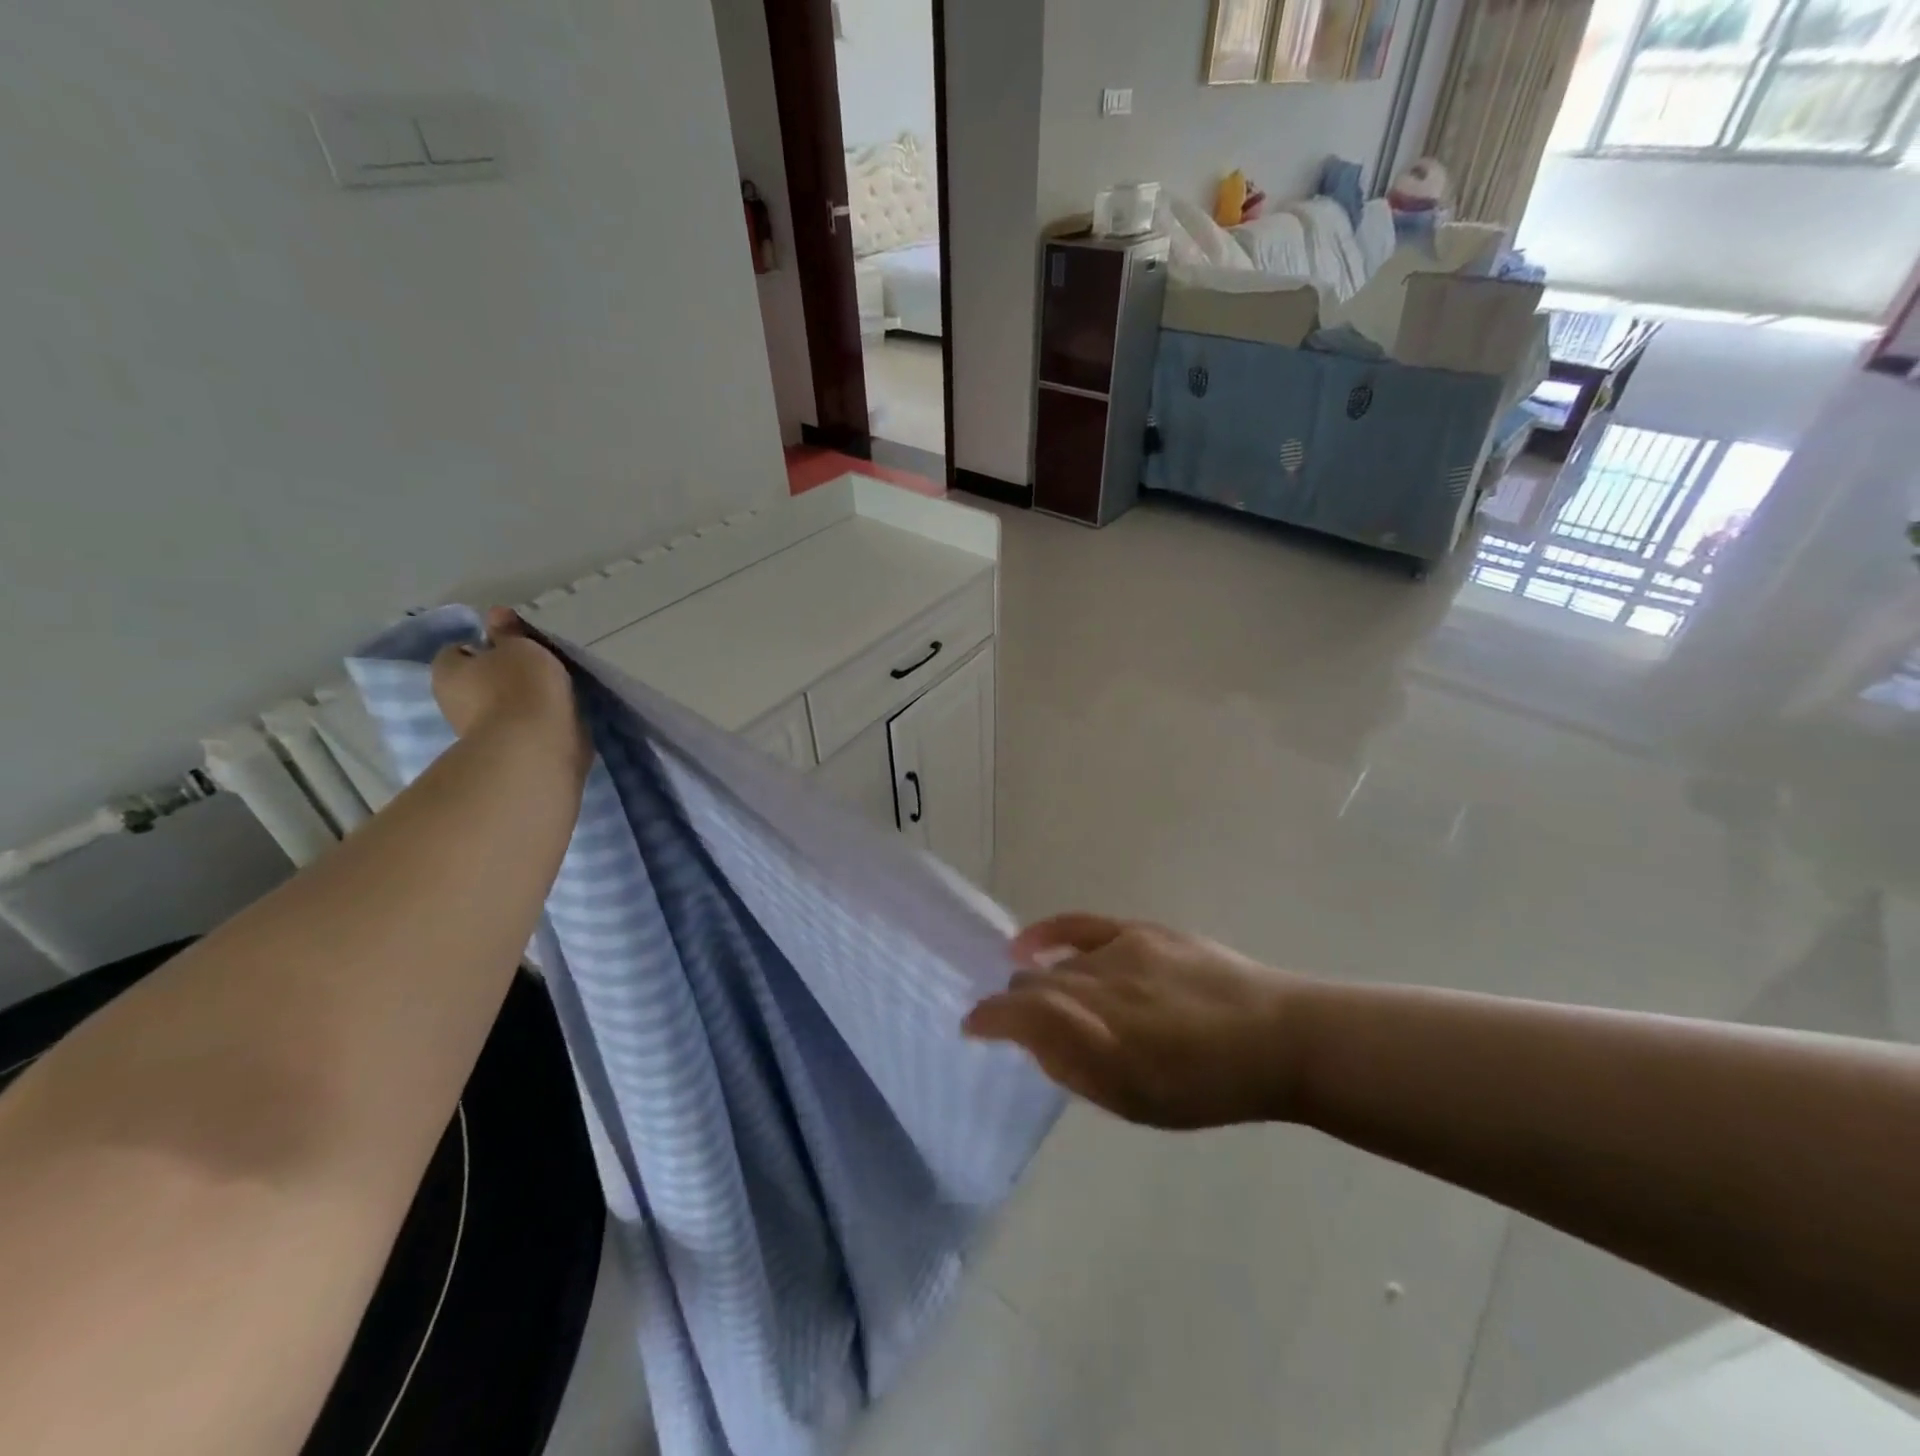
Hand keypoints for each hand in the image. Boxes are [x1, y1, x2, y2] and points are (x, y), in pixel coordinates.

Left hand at [431, 608, 587, 775]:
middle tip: (536, 668)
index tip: (514, 646)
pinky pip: (520, 726)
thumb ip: (509, 632)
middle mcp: (453, 702)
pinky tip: (556, 716)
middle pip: (478, 679)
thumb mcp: (519, 647)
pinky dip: (533, 721)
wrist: (537, 747)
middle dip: (501, 674)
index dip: (485, 645)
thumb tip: (496, 613)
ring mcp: (478, 730)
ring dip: (520, 700)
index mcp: (447, 671)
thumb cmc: (521, 687)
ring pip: (500, 704)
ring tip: (554, 693)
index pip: (459, 650)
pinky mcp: (506, 750)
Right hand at [964, 914, 1308, 1128]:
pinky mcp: (1139, 930)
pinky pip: (1078, 926)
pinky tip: (1026, 945)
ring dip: (1044, 985)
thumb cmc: (1208, 1086)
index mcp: (1099, 1036)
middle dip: (1016, 1006)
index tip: (972, 1028)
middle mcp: (1100, 985)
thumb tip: (1031, 1042)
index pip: (1019, 1014)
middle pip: (1033, 986)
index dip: (988, 1019)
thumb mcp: (1137, 1100)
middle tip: (1020, 1028)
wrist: (1277, 1038)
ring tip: (1051, 1002)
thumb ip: (1074, 1068)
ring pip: (1059, 966)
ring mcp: (1120, 951)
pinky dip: (1046, 935)